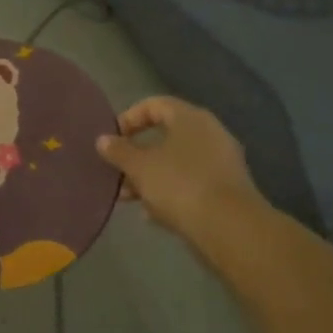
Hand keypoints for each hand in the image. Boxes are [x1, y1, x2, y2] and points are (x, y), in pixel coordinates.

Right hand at [96, 96, 266, 238]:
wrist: (229, 228)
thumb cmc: (179, 185)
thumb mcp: (139, 167)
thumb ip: (119, 151)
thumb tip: (103, 139)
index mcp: (190, 118)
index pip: (154, 104)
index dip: (129, 118)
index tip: (111, 139)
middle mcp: (210, 133)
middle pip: (165, 136)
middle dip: (137, 154)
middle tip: (117, 171)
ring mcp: (221, 162)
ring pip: (176, 162)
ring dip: (150, 176)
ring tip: (128, 197)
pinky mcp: (226, 189)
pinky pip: (190, 183)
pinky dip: (170, 193)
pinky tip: (152, 214)